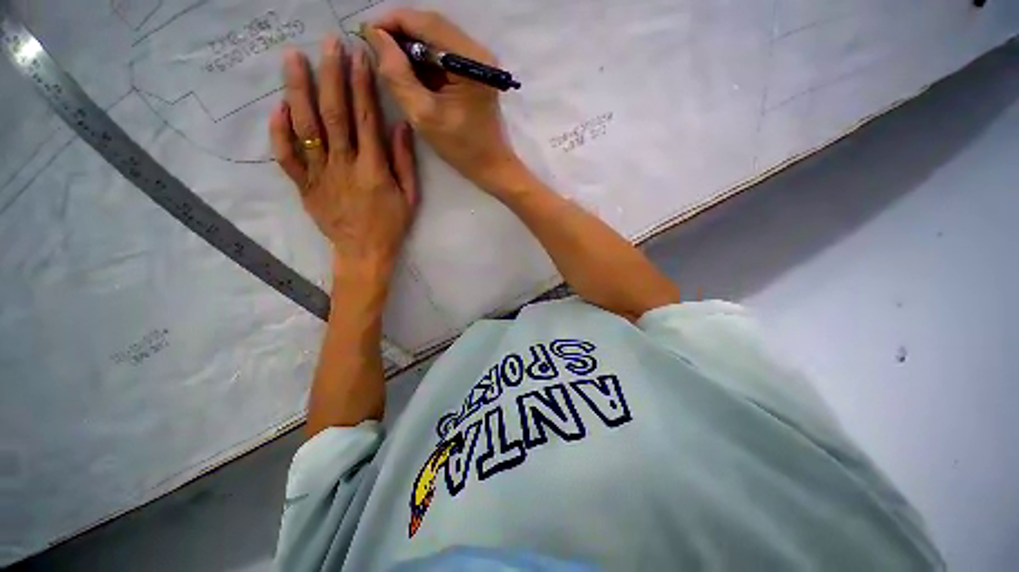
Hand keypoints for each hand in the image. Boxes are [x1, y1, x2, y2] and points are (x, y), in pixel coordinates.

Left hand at [270, 37, 417, 310]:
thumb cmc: (391, 226)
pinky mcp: (304, 186)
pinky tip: (279, 108)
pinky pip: (286, 156)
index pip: (366, 119)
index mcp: (373, 170)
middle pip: (334, 114)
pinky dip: (279, 131)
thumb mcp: (410, 197)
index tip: (359, 56)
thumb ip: (404, 162)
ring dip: (298, 91)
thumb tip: (399, 126)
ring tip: (293, 59)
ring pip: (306, 128)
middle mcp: (344, 166)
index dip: (362, 85)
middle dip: (331, 76)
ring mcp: (320, 175)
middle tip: (328, 43)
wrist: (364, 253)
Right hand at [364, 9, 520, 189]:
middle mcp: (477, 51)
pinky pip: (442, 54)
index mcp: (470, 60)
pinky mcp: (474, 71)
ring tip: (389, 62)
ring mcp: (477, 60)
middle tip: (375, 48)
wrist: (491, 165)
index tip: (366, 32)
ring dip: (410, 47)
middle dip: (400, 34)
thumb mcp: (424, 115)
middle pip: (431, 26)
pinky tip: (410, 73)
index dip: (392, 21)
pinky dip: (423, 60)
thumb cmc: (462, 148)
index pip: (426, 23)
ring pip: (435, 39)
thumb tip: (375, 37)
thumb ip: (398, 75)